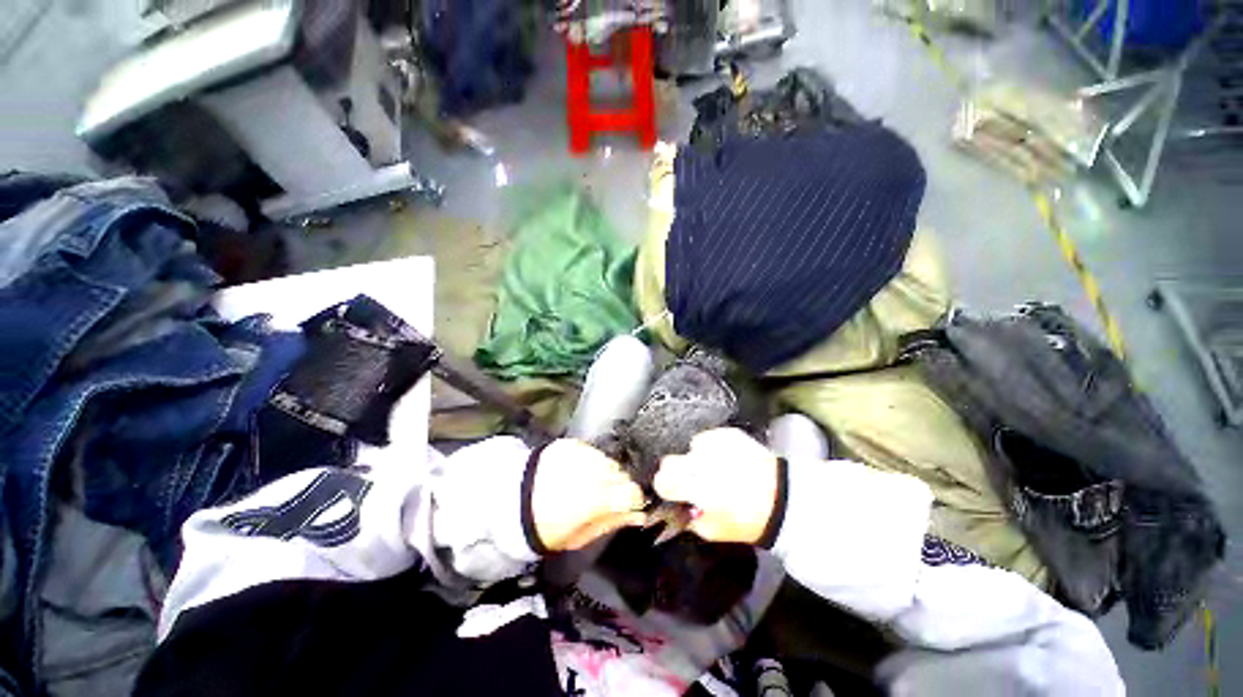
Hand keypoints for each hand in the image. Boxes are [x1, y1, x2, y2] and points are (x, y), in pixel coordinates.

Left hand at [532, 439, 646, 551]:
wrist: (510, 498)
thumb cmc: (544, 525)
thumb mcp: (577, 536)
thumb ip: (609, 522)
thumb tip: (637, 515)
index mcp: (595, 498)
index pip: (632, 492)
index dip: (633, 499)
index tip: (629, 505)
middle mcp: (592, 470)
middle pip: (622, 474)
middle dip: (619, 485)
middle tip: (606, 497)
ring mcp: (582, 453)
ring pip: (609, 461)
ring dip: (605, 472)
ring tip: (589, 483)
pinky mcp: (572, 443)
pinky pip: (593, 451)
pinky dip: (592, 461)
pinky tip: (579, 472)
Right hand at [653, 428, 778, 543]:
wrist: (785, 499)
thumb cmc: (747, 520)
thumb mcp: (713, 531)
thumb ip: (689, 518)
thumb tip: (680, 507)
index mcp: (692, 487)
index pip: (661, 479)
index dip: (666, 487)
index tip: (675, 492)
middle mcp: (698, 461)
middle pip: (669, 460)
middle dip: (678, 471)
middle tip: (694, 482)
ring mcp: (713, 443)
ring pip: (691, 449)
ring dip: (698, 459)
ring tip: (718, 470)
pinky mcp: (728, 433)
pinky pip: (710, 438)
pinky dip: (714, 448)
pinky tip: (729, 460)